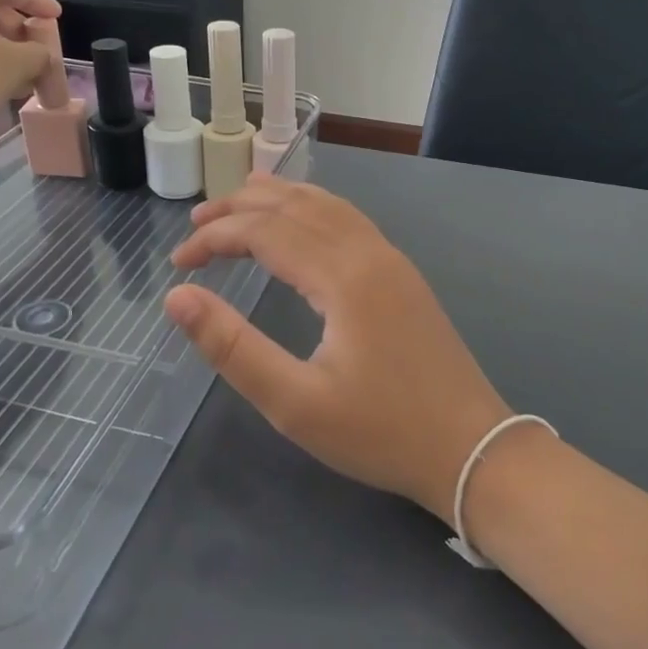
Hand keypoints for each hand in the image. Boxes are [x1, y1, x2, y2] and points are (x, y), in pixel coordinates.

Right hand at [166, 178, 511, 522]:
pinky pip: (351, 222)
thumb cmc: (380, 432)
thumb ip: (233, 347)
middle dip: (242, 207)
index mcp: (343, 277)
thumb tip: (177, 297)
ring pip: (329, 207)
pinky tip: (305, 221)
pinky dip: (314, 209)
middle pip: (297, 207)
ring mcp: (394, 261)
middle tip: (197, 224)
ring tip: (241, 199)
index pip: (265, 232)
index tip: (177, 263)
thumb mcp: (295, 403)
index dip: (216, 238)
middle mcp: (370, 253)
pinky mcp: (404, 277)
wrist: (471, 449)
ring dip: (280, 200)